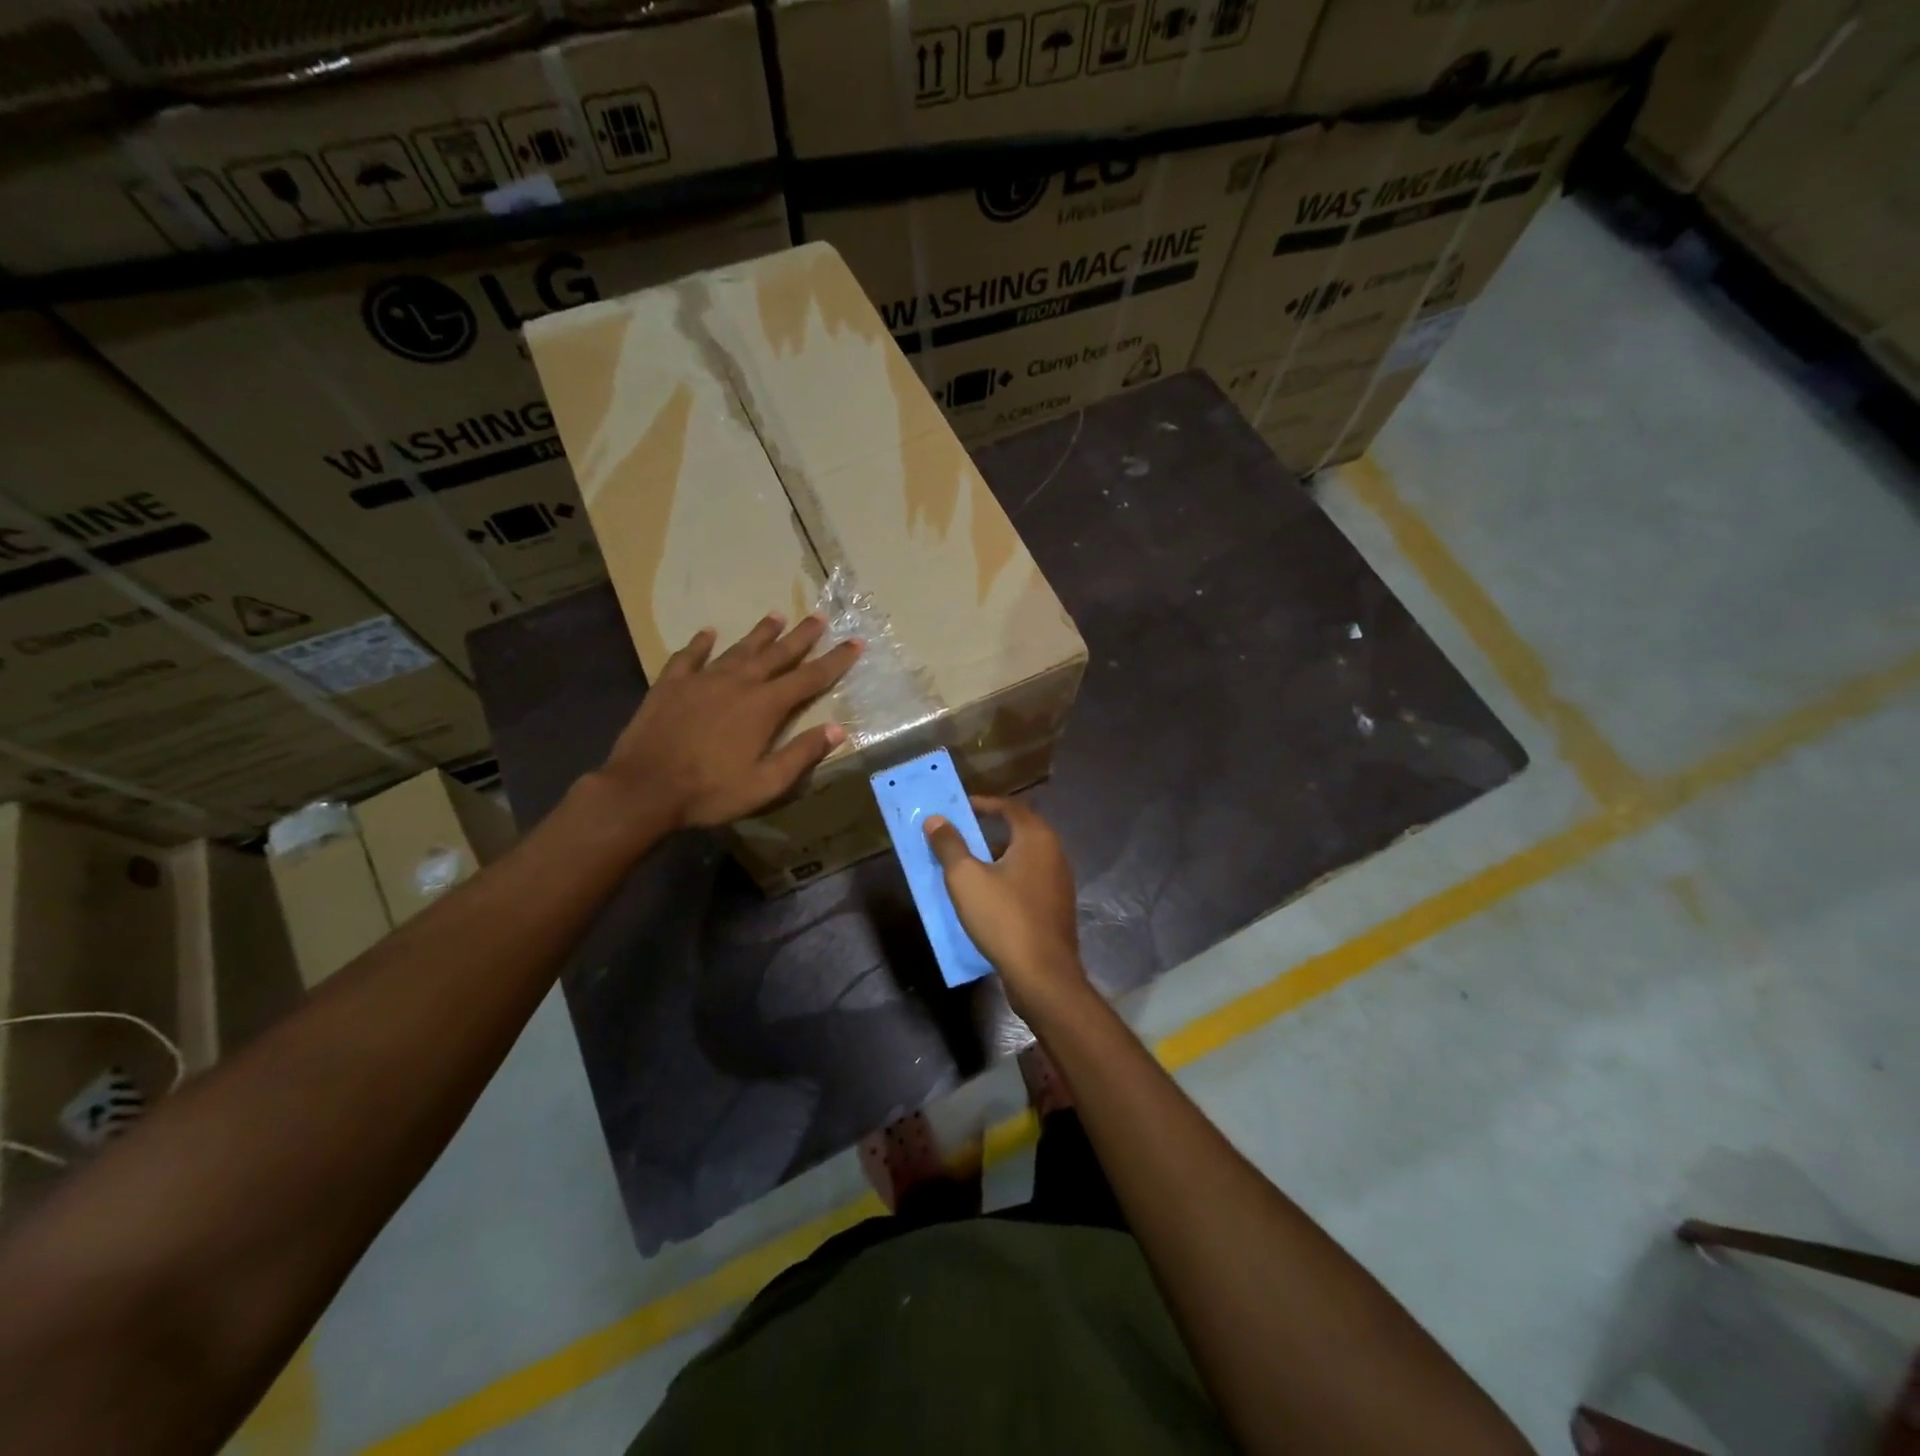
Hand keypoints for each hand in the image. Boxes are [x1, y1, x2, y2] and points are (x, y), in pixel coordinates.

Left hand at [596, 613, 860, 833]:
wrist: (643, 788)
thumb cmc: (710, 791)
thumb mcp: (766, 784)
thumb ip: (802, 754)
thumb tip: (838, 729)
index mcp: (765, 706)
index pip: (809, 677)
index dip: (836, 660)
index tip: (855, 643)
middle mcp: (738, 683)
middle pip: (777, 654)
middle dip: (802, 636)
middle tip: (820, 617)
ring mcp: (702, 680)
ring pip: (739, 649)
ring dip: (760, 633)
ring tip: (776, 615)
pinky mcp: (671, 684)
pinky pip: (690, 656)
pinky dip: (701, 643)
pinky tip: (708, 633)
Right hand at [924, 796, 1086, 1016]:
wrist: (1043, 975)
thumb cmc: (1004, 918)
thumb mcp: (966, 879)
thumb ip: (950, 845)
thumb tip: (936, 820)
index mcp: (1037, 838)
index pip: (1010, 807)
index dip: (984, 804)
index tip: (960, 807)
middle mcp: (1055, 853)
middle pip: (1019, 831)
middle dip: (989, 831)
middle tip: (961, 835)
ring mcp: (1060, 882)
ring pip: (1025, 859)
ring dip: (998, 857)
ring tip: (970, 865)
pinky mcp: (1058, 908)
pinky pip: (1030, 881)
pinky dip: (1009, 879)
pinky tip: (990, 896)